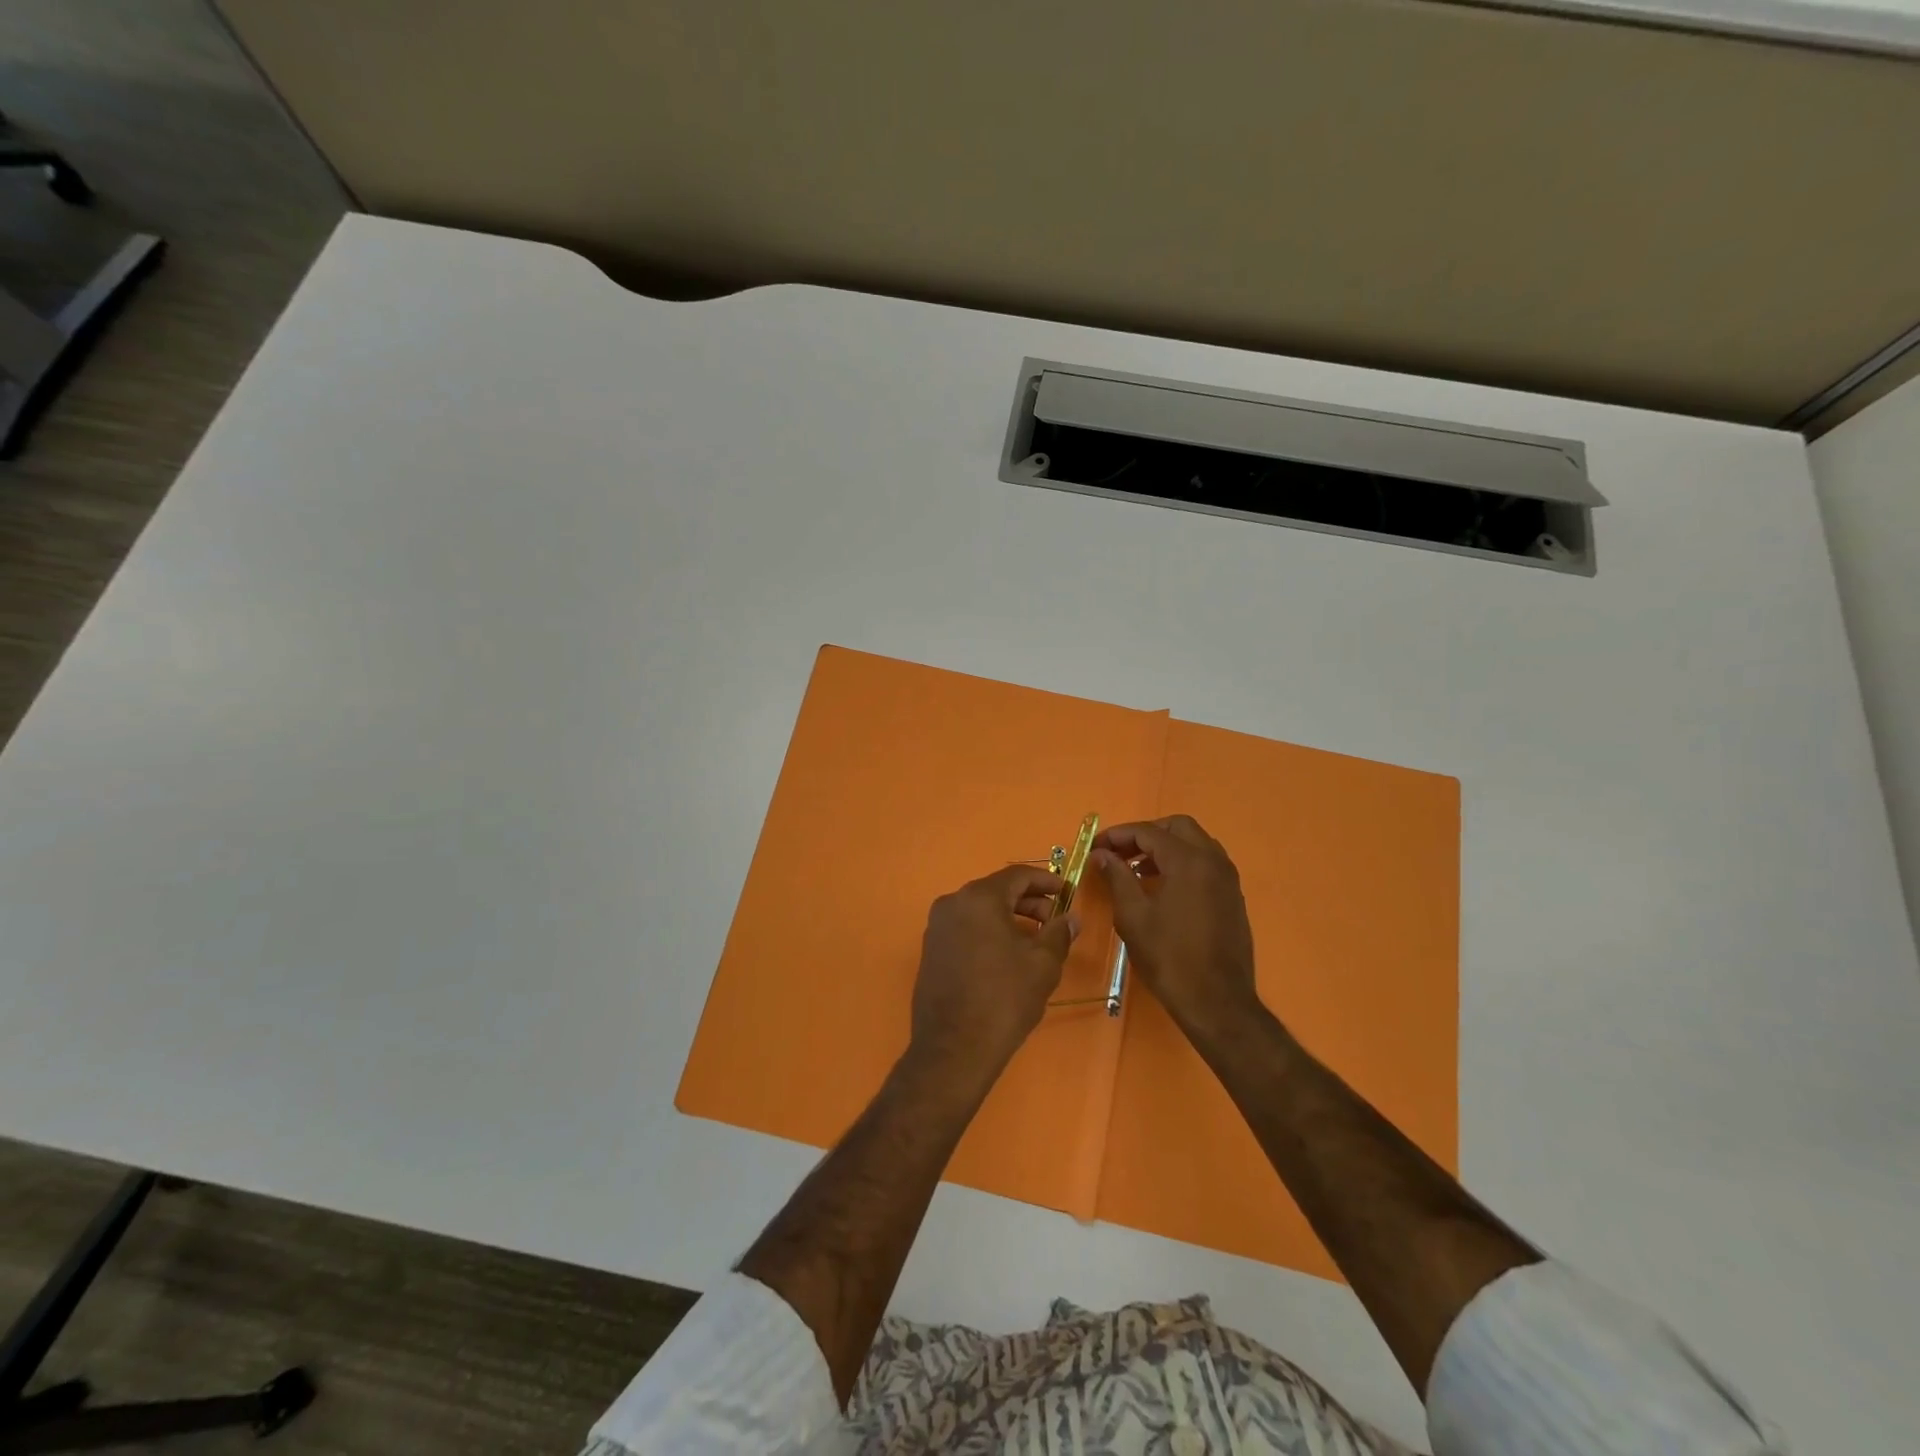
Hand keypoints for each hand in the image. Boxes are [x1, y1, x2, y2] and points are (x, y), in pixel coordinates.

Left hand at [908, 865, 1078, 1085]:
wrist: (954, 1049)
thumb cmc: (1004, 999)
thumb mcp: (1043, 965)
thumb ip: (1058, 933)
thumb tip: (1070, 918)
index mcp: (979, 898)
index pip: (1017, 875)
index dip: (1046, 881)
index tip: (1067, 893)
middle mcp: (952, 903)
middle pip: (997, 890)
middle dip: (1029, 901)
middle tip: (1055, 920)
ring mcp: (937, 927)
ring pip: (980, 910)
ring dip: (1009, 918)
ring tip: (1036, 941)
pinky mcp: (931, 950)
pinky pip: (965, 928)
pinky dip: (989, 932)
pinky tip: (1007, 956)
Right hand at [1093, 815, 1258, 1037]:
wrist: (1217, 1002)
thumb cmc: (1169, 958)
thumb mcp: (1133, 916)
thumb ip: (1117, 877)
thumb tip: (1102, 854)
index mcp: (1189, 861)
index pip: (1149, 832)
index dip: (1118, 835)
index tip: (1096, 846)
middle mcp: (1213, 861)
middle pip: (1177, 827)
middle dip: (1145, 834)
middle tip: (1119, 853)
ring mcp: (1228, 879)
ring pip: (1195, 843)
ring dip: (1165, 848)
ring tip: (1135, 870)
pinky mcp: (1232, 897)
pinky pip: (1205, 864)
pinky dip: (1181, 863)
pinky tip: (1160, 888)